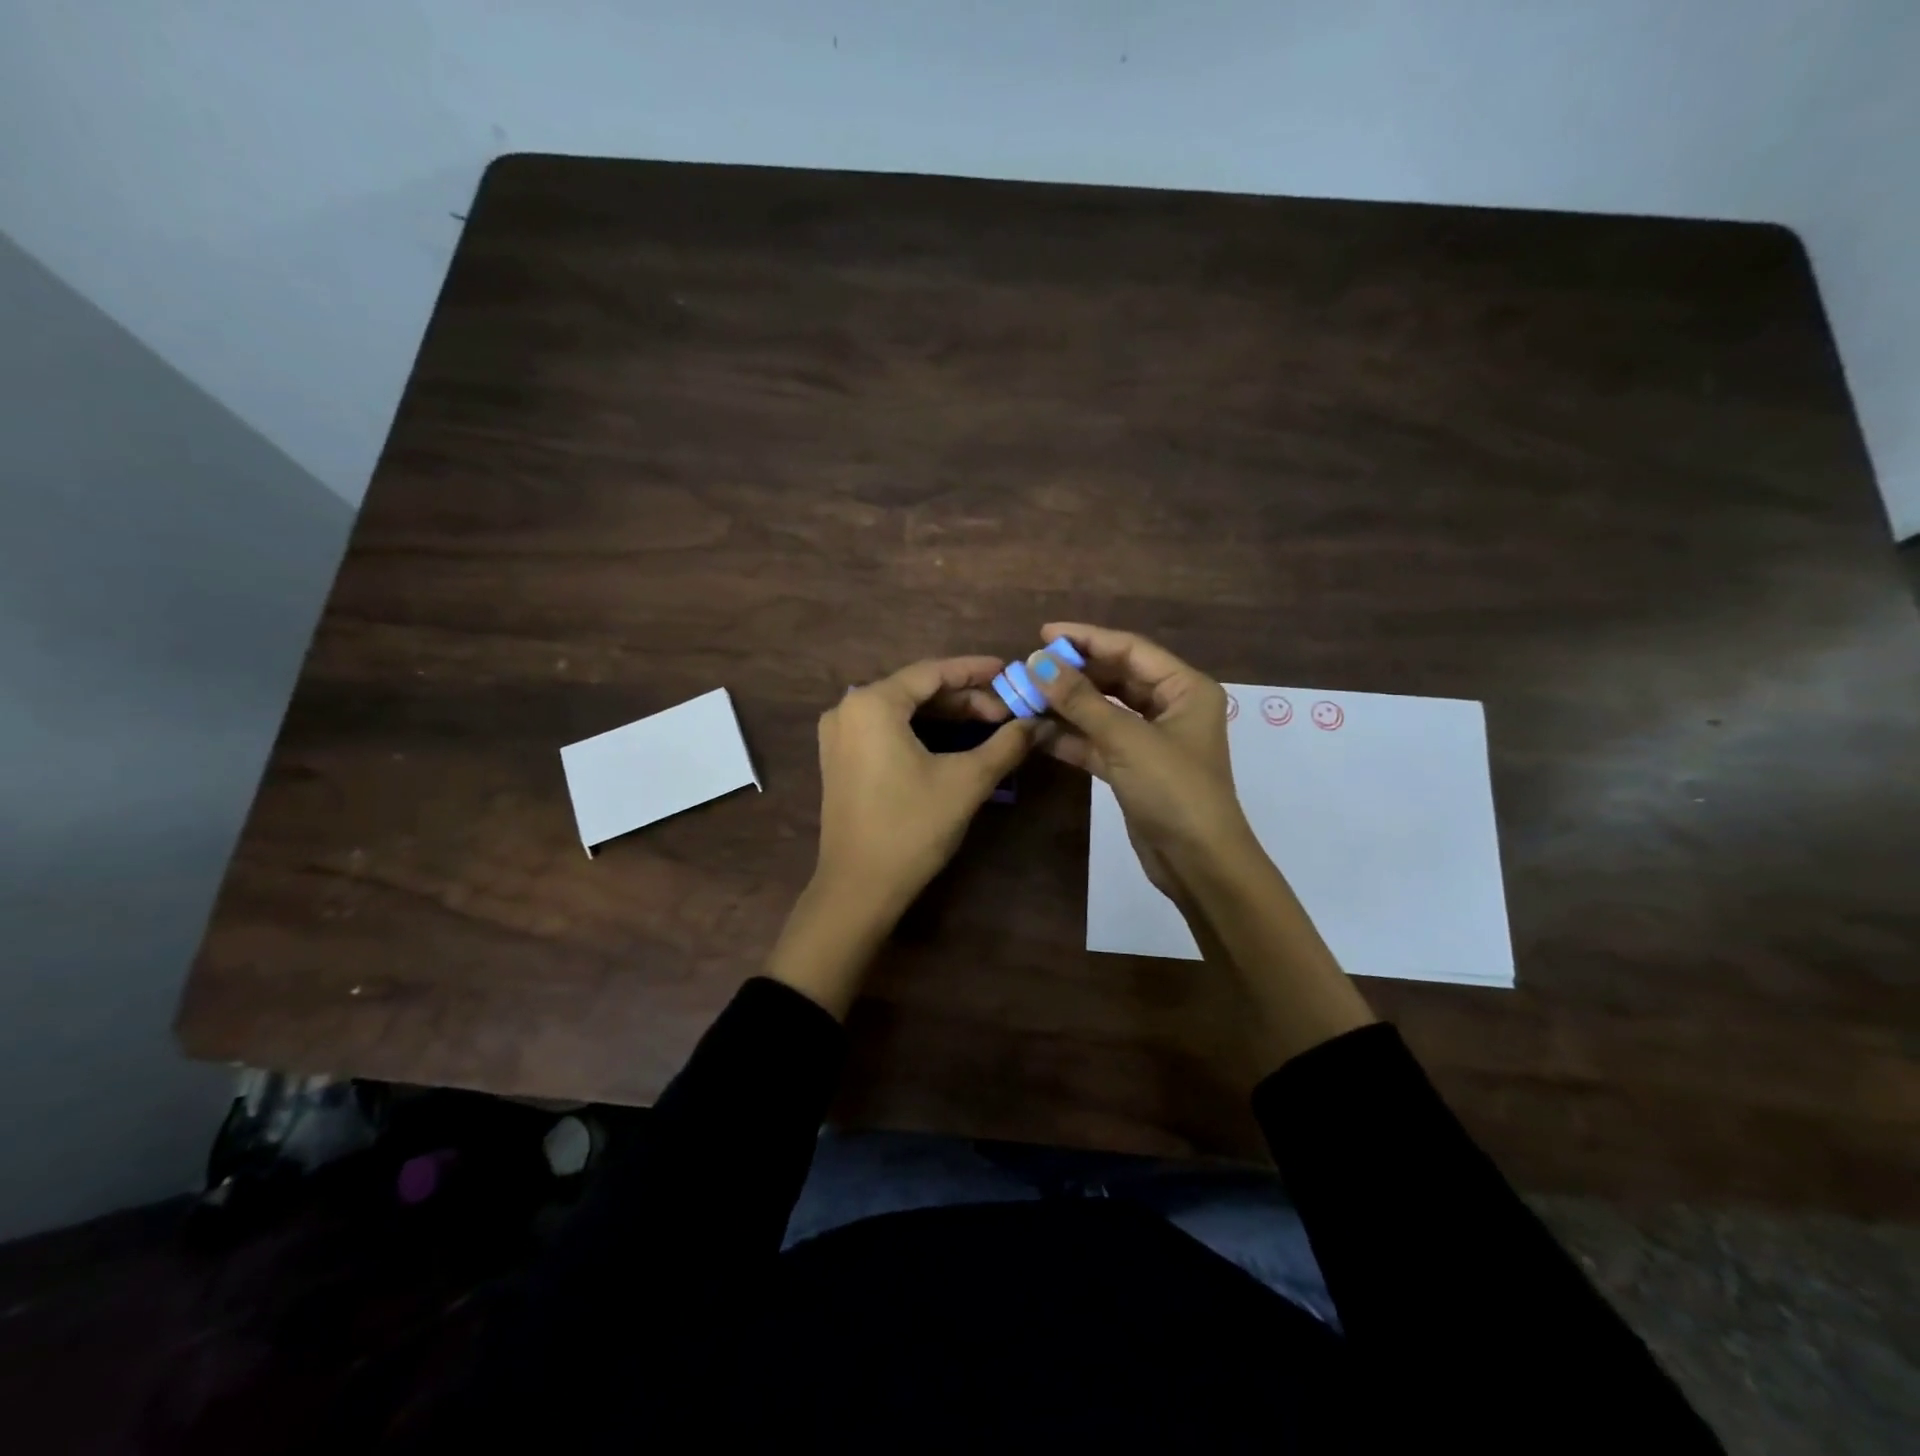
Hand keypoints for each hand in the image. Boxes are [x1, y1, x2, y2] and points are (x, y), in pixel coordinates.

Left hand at [769, 657, 1033, 1016]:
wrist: (859, 888)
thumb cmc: (912, 827)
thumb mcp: (967, 781)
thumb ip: (1006, 744)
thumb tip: (1039, 723)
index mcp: (872, 703)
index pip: (932, 672)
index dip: (976, 671)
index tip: (1010, 671)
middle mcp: (848, 709)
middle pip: (916, 690)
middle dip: (964, 698)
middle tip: (1006, 710)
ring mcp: (839, 736)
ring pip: (902, 711)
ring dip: (945, 716)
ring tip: (989, 725)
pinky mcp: (840, 760)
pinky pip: (886, 731)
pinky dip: (921, 732)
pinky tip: (953, 742)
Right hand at [1025, 623, 1256, 898]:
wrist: (1198, 863)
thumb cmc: (1173, 790)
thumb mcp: (1126, 739)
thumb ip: (1080, 700)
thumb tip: (1038, 662)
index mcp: (1185, 688)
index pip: (1130, 649)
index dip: (1087, 639)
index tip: (1043, 634)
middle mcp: (1170, 707)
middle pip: (1115, 677)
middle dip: (1073, 674)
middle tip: (1030, 668)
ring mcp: (1150, 739)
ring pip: (1103, 710)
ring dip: (1066, 705)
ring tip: (1025, 696)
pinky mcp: (1133, 768)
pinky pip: (1097, 741)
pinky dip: (1070, 737)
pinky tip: (1035, 731)